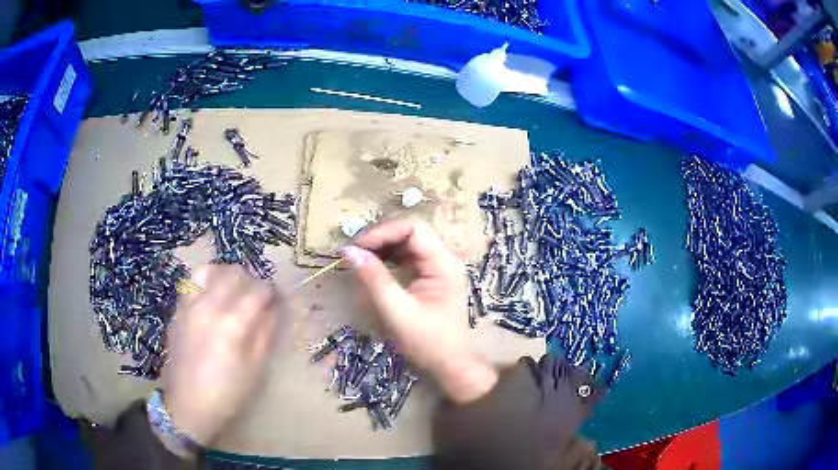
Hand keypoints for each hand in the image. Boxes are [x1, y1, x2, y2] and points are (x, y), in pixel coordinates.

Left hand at [160, 265, 285, 449]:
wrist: (188, 404)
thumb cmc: (227, 393)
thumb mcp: (255, 369)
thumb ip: (265, 334)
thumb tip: (274, 310)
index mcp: (233, 324)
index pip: (258, 291)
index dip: (271, 291)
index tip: (277, 298)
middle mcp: (209, 306)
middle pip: (233, 274)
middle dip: (250, 280)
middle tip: (256, 295)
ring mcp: (190, 306)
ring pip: (208, 271)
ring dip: (224, 275)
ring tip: (231, 288)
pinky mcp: (178, 311)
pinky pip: (191, 284)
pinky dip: (205, 283)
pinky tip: (210, 298)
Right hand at [342, 219, 497, 403]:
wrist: (449, 365)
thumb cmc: (427, 342)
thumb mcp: (397, 311)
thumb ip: (374, 279)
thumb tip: (349, 251)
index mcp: (443, 264)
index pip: (412, 229)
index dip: (383, 232)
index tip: (357, 247)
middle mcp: (443, 259)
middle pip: (410, 233)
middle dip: (380, 239)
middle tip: (354, 252)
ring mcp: (438, 268)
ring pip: (407, 244)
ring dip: (383, 248)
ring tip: (360, 258)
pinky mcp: (430, 278)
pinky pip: (408, 259)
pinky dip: (389, 259)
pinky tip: (374, 267)